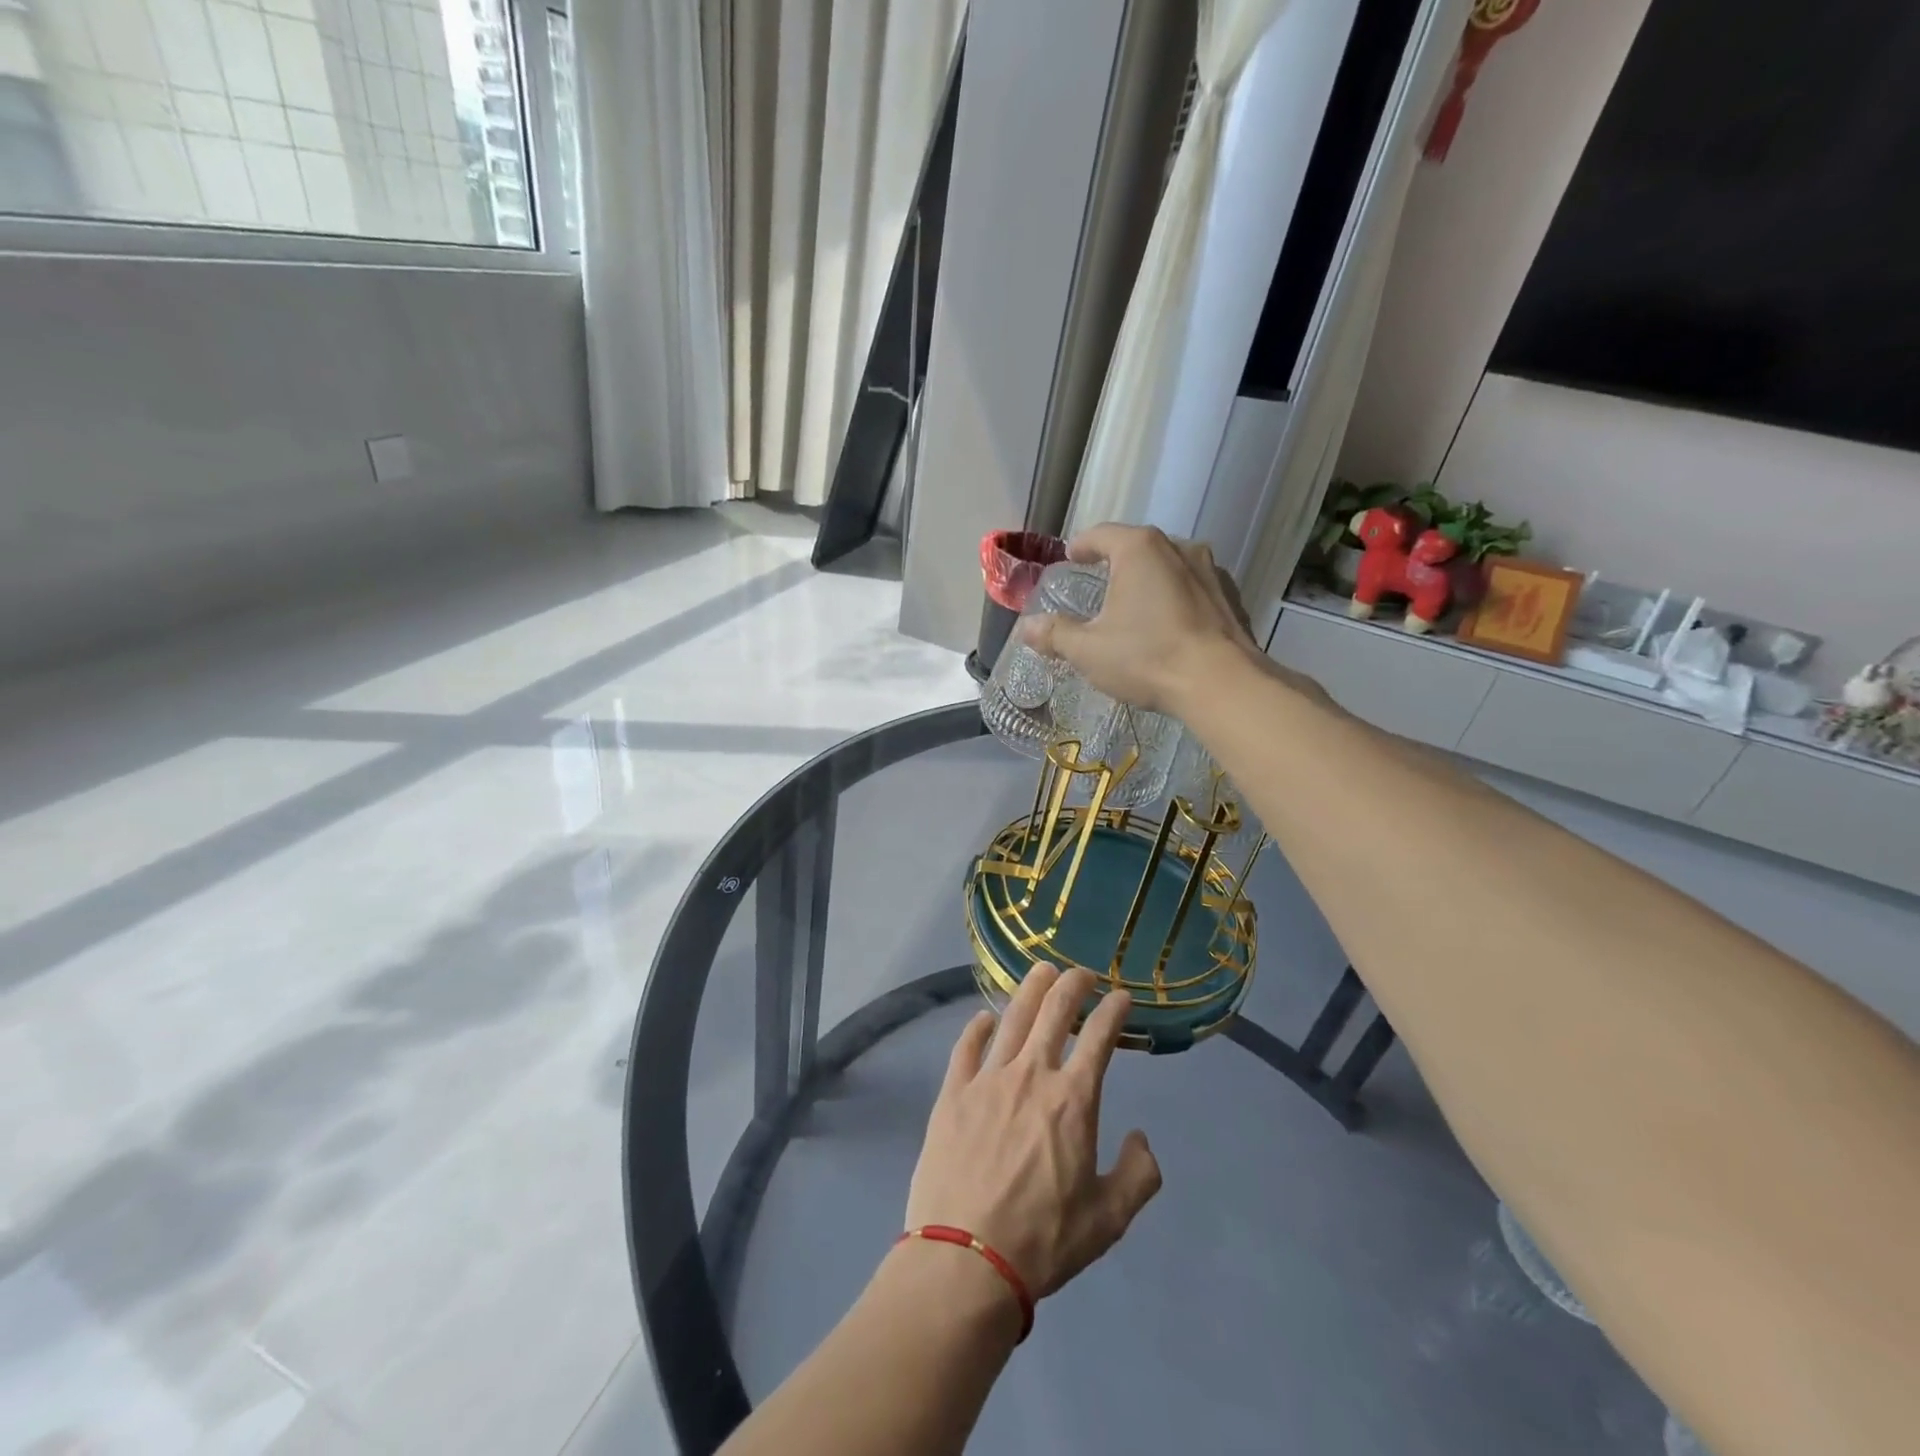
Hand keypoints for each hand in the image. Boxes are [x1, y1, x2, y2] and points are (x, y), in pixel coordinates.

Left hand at [904, 966, 1161, 1300]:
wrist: (966, 1259)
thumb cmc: (1044, 1240)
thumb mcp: (1109, 1219)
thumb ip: (1138, 1175)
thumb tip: (1141, 1138)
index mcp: (1073, 1100)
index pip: (1099, 1038)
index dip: (1113, 1011)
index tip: (1121, 997)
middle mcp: (1031, 1075)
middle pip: (1054, 1012)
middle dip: (1072, 985)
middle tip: (1082, 973)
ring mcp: (987, 1080)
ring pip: (1012, 1018)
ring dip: (1030, 990)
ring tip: (1041, 971)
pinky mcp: (953, 1093)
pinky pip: (966, 1048)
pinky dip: (977, 1028)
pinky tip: (983, 1018)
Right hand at [1017, 524, 1260, 714]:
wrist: (1222, 684)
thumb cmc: (1147, 657)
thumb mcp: (1089, 650)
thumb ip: (1055, 635)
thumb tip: (1026, 628)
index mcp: (1139, 549)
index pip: (1101, 534)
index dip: (1081, 546)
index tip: (1071, 558)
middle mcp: (1178, 547)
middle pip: (1137, 547)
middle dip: (1116, 563)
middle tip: (1099, 584)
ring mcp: (1210, 570)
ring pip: (1169, 566)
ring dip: (1149, 580)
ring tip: (1135, 606)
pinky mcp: (1230, 597)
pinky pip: (1193, 588)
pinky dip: (1176, 598)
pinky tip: (1168, 625)